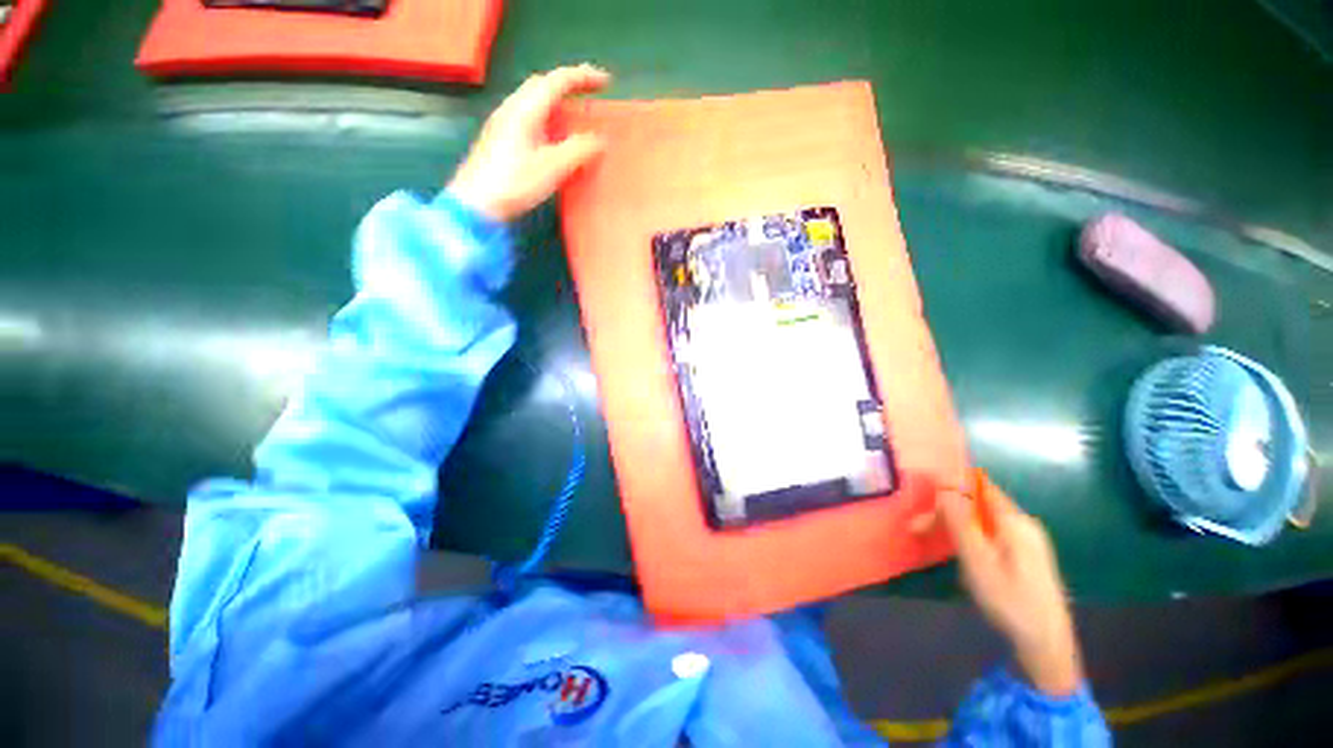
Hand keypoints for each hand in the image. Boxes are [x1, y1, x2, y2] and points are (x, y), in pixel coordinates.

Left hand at [447, 64, 610, 221]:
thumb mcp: (553, 167)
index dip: (583, 78)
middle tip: (591, 94)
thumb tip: (600, 139)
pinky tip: (554, 137)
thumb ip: (579, 150)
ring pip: (535, 101)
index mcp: (525, 109)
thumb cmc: (515, 183)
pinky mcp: (501, 140)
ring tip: (576, 116)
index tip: (606, 82)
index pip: (557, 81)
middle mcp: (513, 109)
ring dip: (558, 103)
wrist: (477, 203)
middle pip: (543, 85)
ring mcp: (504, 123)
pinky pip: (530, 118)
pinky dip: (549, 119)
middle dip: (570, 85)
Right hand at [916, 476, 1084, 696]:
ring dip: (955, 525)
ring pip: (982, 519)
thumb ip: (961, 521)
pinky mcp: (1025, 554)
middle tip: (917, 530)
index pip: (978, 486)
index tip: (924, 503)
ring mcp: (1027, 539)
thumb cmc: (1010, 601)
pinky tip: (962, 555)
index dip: (949, 488)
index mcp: (1014, 521)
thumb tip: (944, 486)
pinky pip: (991, 532)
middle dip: (946, 511)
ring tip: (933, 541)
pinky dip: (970, 536)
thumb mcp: (978, 561)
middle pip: (978, 503)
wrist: (1046, 643)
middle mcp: (1023, 523)